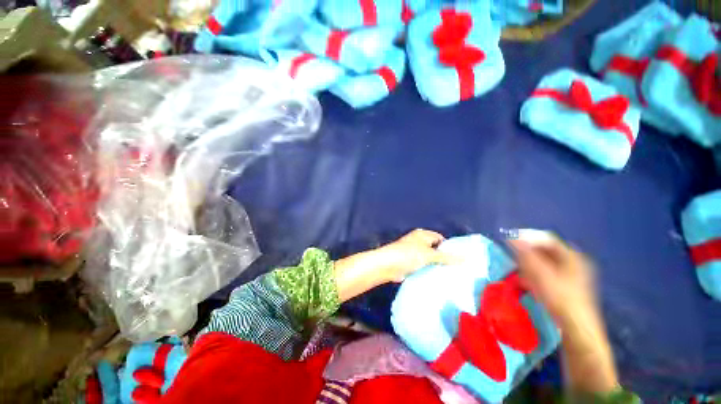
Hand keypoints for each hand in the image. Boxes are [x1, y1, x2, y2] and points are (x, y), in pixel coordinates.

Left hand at [334, 229, 456, 302]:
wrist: (387, 265)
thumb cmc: (408, 254)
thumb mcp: (429, 254)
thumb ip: (447, 257)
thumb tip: (466, 258)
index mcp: (423, 235)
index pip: (441, 239)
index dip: (450, 247)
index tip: (461, 259)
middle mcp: (419, 242)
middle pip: (436, 249)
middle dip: (445, 258)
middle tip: (459, 270)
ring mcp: (414, 254)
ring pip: (430, 259)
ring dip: (437, 266)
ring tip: (453, 276)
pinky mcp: (411, 264)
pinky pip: (424, 267)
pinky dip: (430, 271)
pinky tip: (440, 280)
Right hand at [509, 235, 619, 394]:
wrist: (577, 330)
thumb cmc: (560, 299)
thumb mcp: (540, 274)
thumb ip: (525, 254)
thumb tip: (510, 237)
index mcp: (572, 256)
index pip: (546, 239)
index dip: (527, 237)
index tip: (509, 240)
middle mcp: (574, 263)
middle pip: (545, 251)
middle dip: (526, 252)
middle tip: (511, 255)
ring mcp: (571, 276)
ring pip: (544, 263)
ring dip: (528, 264)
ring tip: (516, 269)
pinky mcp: (566, 287)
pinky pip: (546, 274)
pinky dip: (534, 274)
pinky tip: (525, 281)